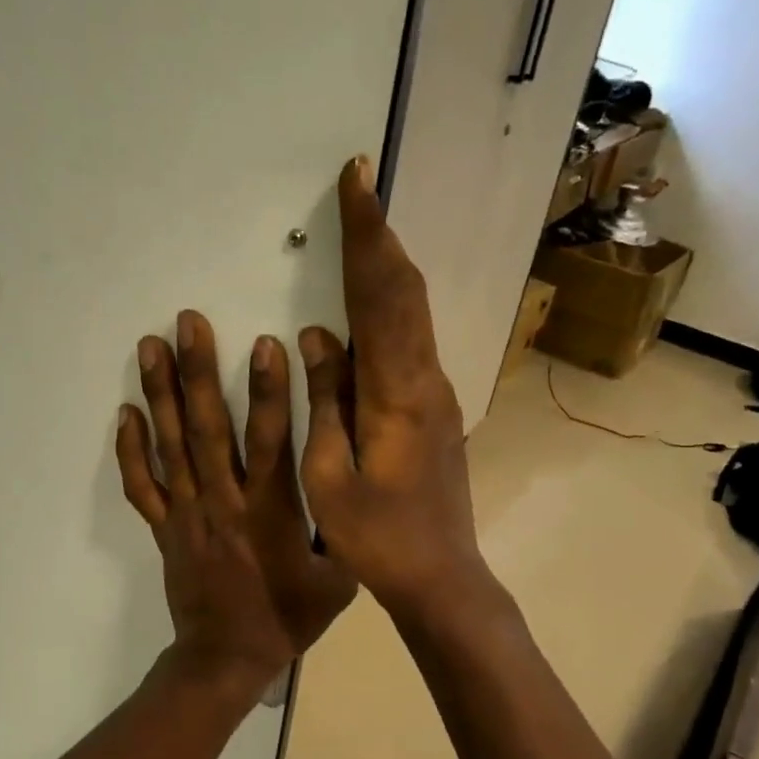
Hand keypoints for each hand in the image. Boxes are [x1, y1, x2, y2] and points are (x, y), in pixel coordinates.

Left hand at [118, 310, 356, 696]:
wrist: (226, 659)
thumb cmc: (287, 618)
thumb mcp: (337, 580)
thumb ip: (345, 529)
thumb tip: (359, 480)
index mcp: (269, 511)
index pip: (269, 440)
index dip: (268, 391)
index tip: (264, 343)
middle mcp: (223, 502)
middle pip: (208, 429)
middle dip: (198, 372)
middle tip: (186, 322)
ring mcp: (187, 514)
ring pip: (170, 446)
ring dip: (159, 394)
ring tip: (149, 346)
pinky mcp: (164, 529)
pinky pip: (142, 486)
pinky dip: (130, 450)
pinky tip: (123, 413)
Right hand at [297, 156, 488, 619]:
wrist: (441, 576)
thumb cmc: (378, 538)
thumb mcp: (331, 475)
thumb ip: (326, 399)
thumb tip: (317, 336)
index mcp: (398, 393)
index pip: (381, 296)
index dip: (367, 237)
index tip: (356, 182)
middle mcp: (426, 379)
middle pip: (406, 291)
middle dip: (380, 235)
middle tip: (359, 187)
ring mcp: (437, 393)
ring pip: (413, 313)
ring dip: (388, 265)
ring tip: (363, 228)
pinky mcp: (435, 408)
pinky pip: (410, 340)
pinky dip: (391, 304)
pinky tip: (372, 299)